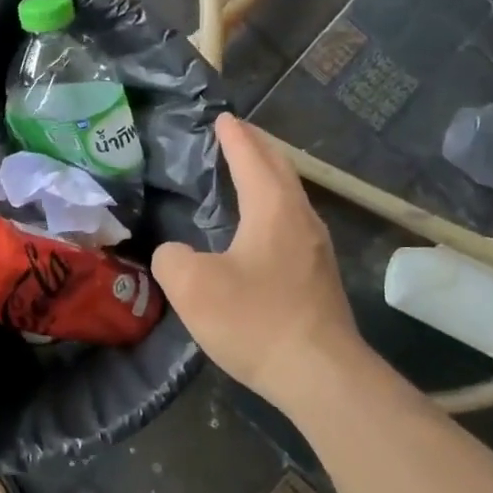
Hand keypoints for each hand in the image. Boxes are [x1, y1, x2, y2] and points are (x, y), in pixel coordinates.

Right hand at [153, 115, 362, 401]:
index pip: (252, 158)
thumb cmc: (255, 320)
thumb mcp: (192, 287)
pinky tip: (261, 228)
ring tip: (248, 174)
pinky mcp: (320, 277)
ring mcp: (317, 249)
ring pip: (292, 197)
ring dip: (270, 178)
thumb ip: (172, 259)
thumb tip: (176, 255)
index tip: (223, 118)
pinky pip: (293, 224)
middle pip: (281, 170)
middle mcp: (302, 219)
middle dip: (258, 148)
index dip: (234, 137)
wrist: (320, 375)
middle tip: (237, 135)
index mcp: (273, 209)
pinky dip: (275, 207)